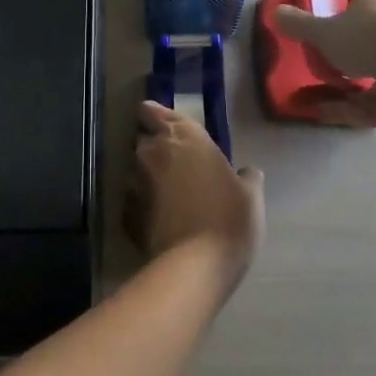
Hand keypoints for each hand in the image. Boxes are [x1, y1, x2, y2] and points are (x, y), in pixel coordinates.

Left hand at [130, 102, 263, 276]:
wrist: (195, 264)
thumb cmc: (229, 218)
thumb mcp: (250, 194)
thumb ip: (245, 176)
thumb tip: (246, 172)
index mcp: (184, 136)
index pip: (152, 111)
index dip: (154, 116)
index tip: (163, 127)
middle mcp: (153, 151)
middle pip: (142, 139)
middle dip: (153, 148)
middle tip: (174, 164)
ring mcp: (135, 181)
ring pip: (135, 169)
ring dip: (147, 176)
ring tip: (167, 195)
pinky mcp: (126, 212)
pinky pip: (132, 200)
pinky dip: (142, 205)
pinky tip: (159, 219)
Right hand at [271, 0, 375, 126]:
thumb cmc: (366, 42)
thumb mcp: (323, 32)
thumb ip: (298, 25)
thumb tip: (275, 11)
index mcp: (371, 5)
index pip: (351, 5)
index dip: (334, 18)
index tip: (318, 36)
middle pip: (361, 41)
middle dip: (340, 60)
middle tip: (318, 73)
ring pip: (370, 72)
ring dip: (345, 90)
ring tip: (320, 104)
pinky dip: (358, 106)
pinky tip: (338, 115)